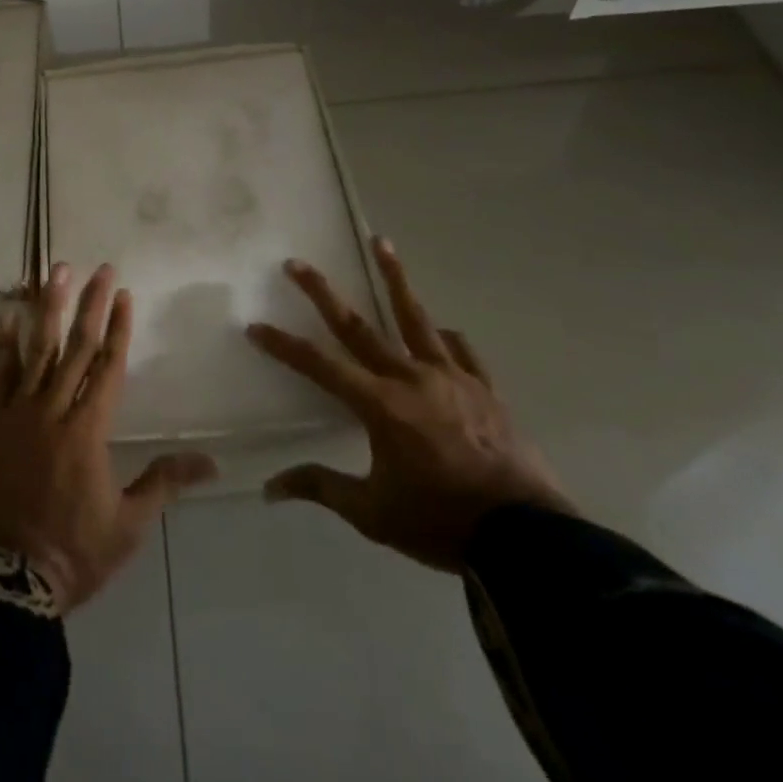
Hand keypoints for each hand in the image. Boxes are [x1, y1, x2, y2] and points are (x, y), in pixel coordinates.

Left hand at [0, 263, 218, 612]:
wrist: (7, 579)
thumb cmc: (75, 552)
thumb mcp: (129, 524)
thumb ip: (165, 482)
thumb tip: (212, 463)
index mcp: (90, 430)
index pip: (108, 366)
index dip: (118, 328)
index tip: (123, 293)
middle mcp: (55, 410)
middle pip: (76, 347)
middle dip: (90, 304)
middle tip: (99, 268)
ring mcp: (18, 413)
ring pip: (38, 350)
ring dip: (49, 308)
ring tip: (56, 272)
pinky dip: (5, 343)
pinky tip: (8, 314)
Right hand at [246, 237, 574, 571]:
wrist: (526, 539)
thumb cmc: (441, 523)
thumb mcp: (374, 514)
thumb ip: (321, 487)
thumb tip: (270, 488)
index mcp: (379, 405)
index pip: (319, 366)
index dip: (284, 346)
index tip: (255, 326)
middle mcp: (410, 378)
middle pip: (357, 326)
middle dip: (321, 293)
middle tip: (296, 264)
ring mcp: (451, 377)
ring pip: (415, 318)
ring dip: (394, 277)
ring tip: (381, 242)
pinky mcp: (484, 388)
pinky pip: (461, 352)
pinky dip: (446, 339)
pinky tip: (442, 331)